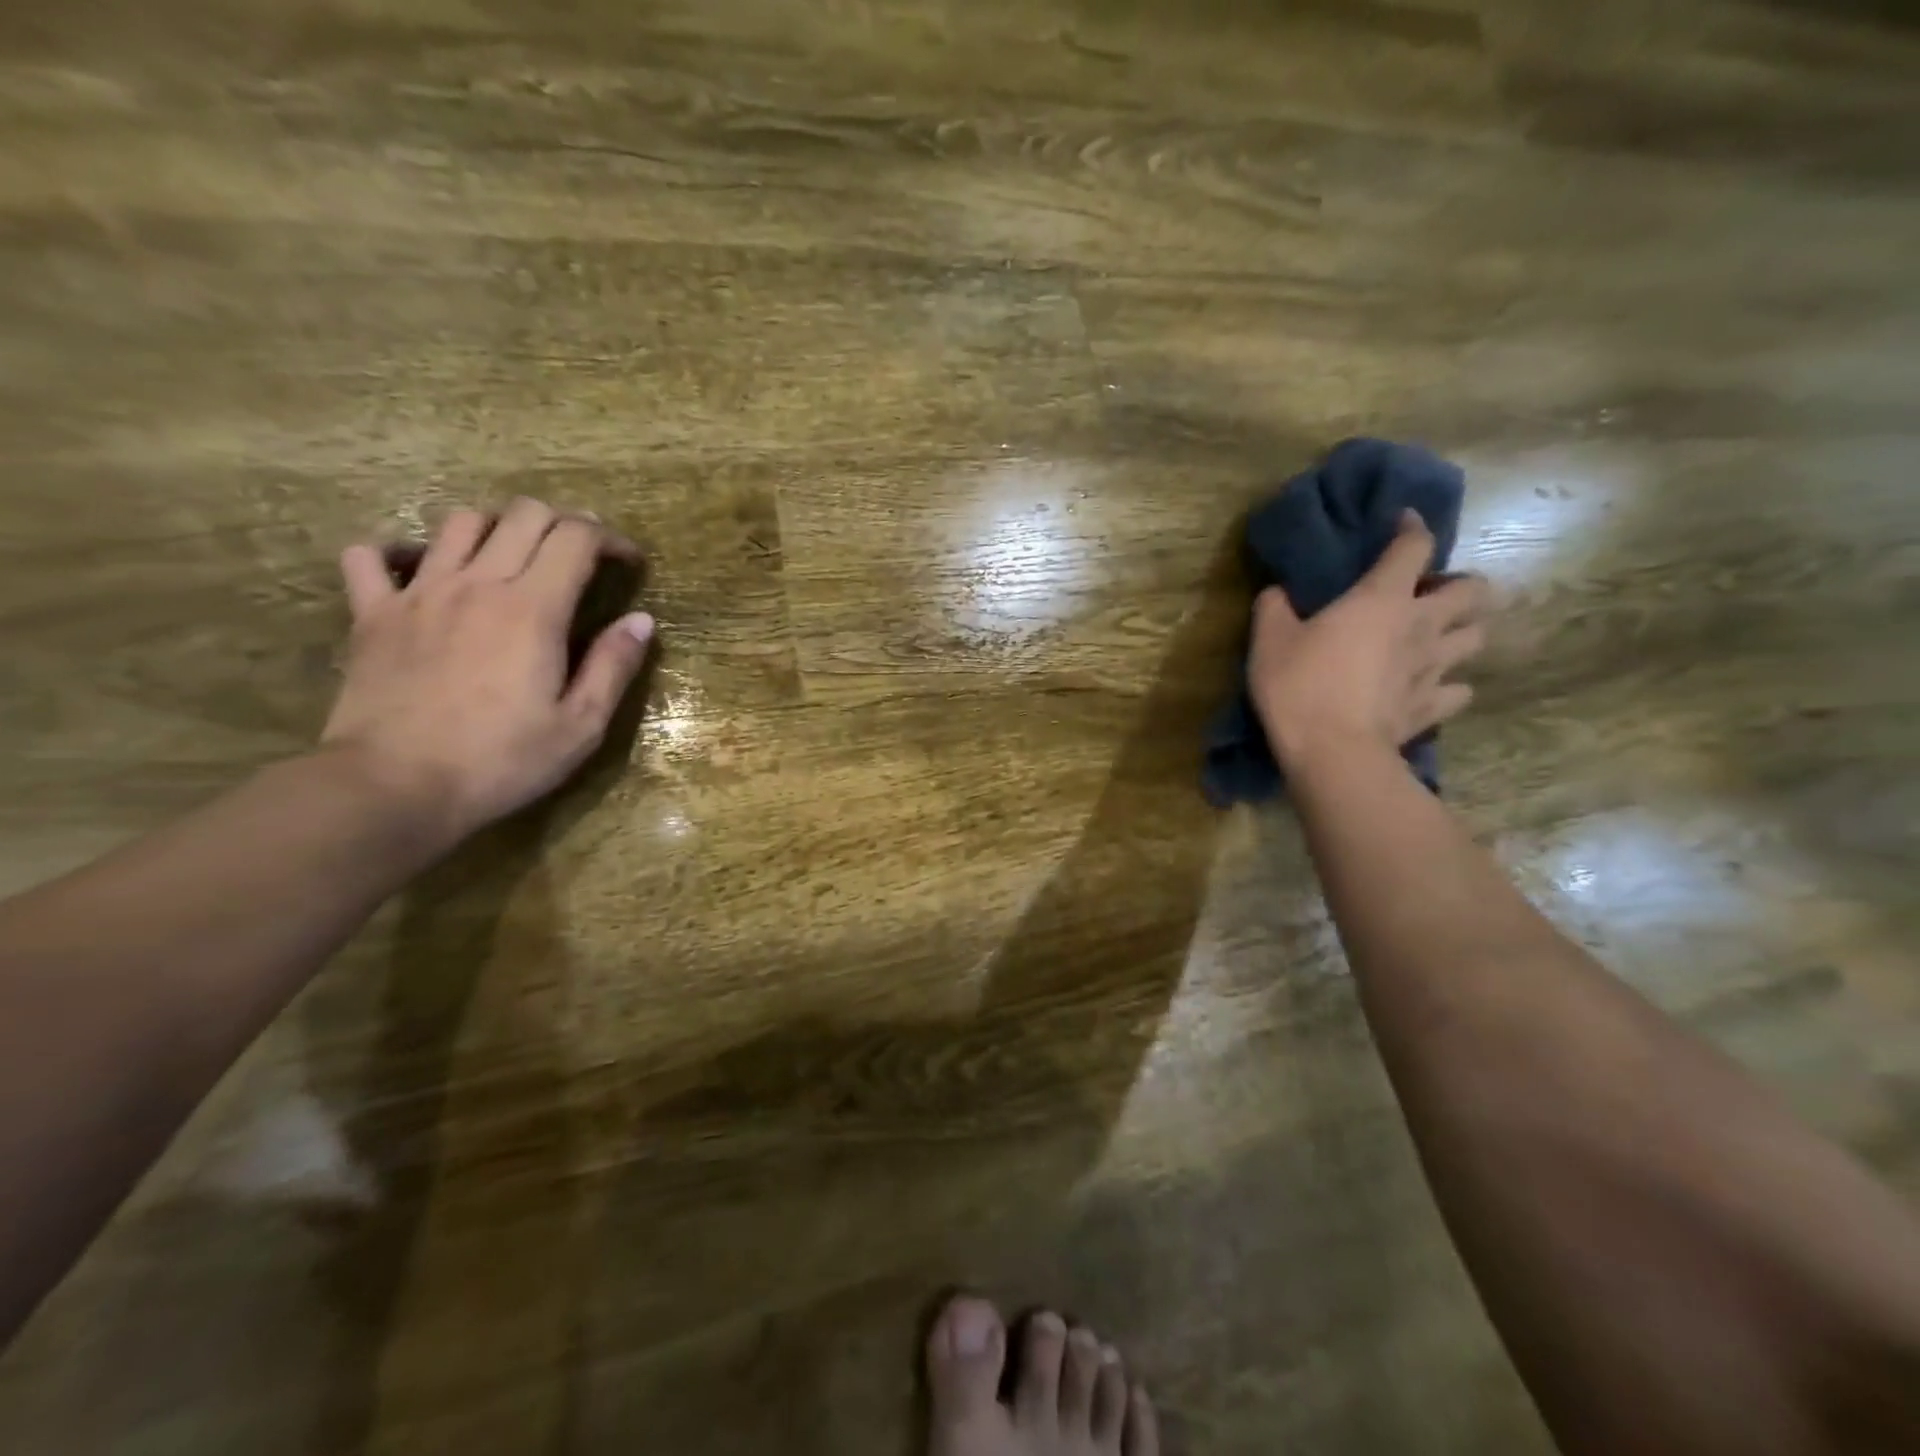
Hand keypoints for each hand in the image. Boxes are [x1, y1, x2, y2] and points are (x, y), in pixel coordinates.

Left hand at [320, 498, 653, 846]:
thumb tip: (642, 621)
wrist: (394, 786)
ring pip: (459, 521)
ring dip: (498, 527)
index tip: (629, 563)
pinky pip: (372, 555)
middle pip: (523, 514)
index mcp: (533, 608)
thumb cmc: (501, 761)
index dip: (610, 538)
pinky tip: (421, 570)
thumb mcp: (581, 725)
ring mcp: (418, 592)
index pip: (577, 538)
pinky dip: (400, 550)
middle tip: (581, 555)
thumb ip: (614, 666)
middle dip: (563, 522)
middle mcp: (477, 583)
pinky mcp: (372, 613)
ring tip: (515, 557)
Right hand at [1250, 510, 1489, 771]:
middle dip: (1462, 585)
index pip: (1413, 547)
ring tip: (1441, 638)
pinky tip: (1432, 688)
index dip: (1412, 529)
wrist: (1333, 751)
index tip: (1404, 522)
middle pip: (1472, 591)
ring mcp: (1434, 668)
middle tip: (1433, 594)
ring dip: (1464, 632)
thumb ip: (1274, 608)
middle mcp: (1421, 625)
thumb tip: (1278, 592)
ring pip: (1477, 638)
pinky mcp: (1433, 707)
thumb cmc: (1299, 686)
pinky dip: (1451, 686)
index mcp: (1381, 599)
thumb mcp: (1269, 641)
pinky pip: (1459, 691)